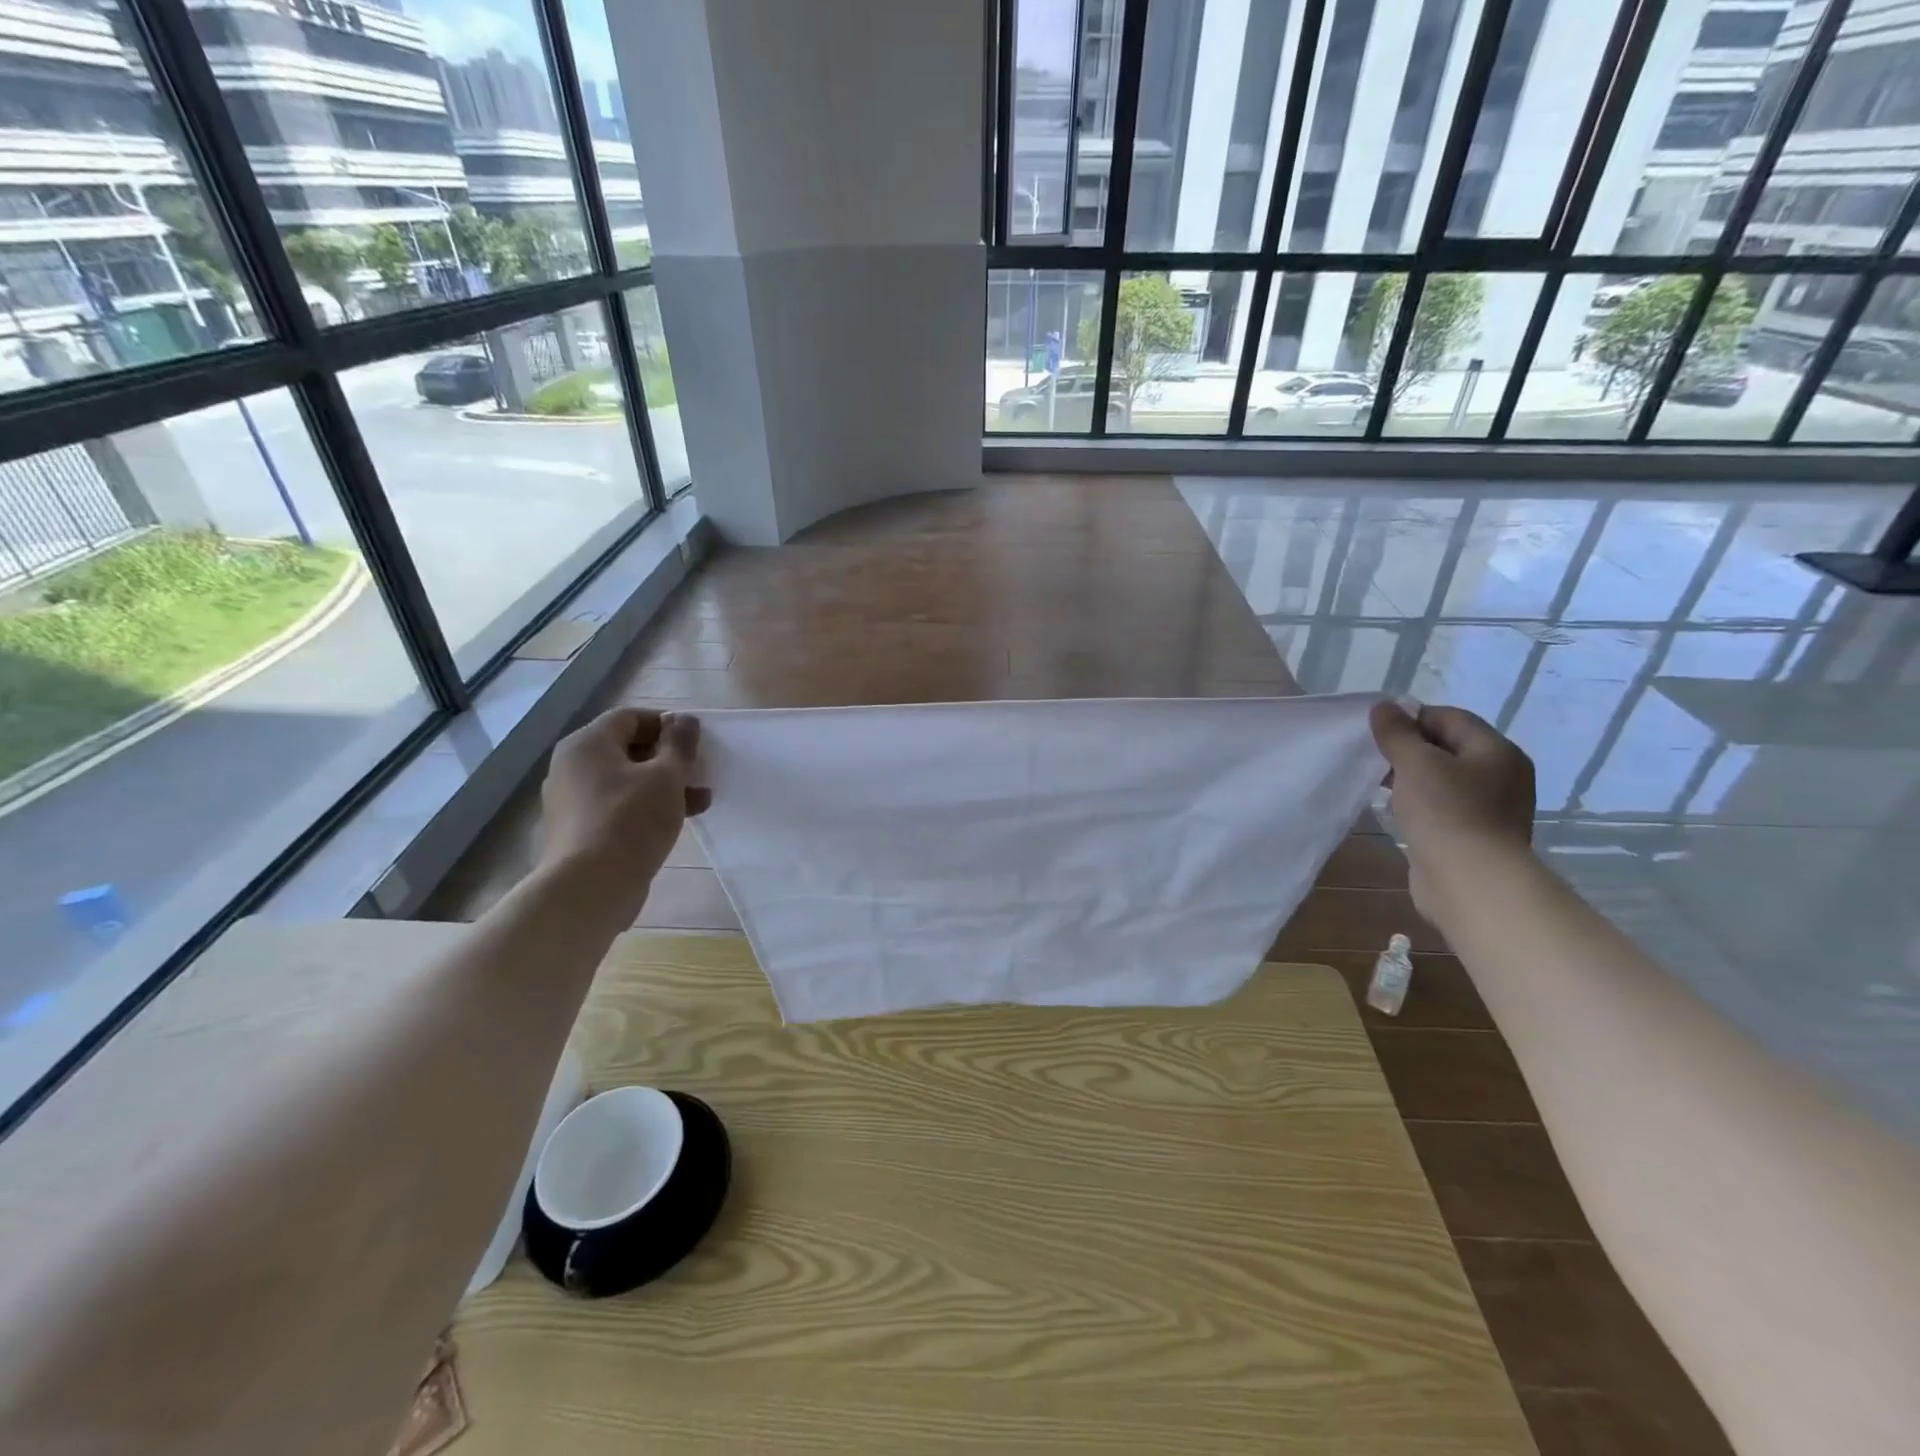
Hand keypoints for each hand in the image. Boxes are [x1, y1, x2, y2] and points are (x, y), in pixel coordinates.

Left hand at [538, 707, 710, 913]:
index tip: (696, 740)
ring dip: (664, 785)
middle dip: (669, 758)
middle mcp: (572, 766)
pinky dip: (646, 806)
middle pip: (627, 749)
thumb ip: (679, 744)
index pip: (630, 717)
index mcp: (587, 744)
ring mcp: (572, 800)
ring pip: (626, 780)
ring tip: (701, 800)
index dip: (667, 723)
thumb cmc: (630, 820)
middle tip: (700, 770)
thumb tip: (684, 720)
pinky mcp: (580, 830)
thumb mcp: (666, 777)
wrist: (590, 887)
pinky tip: (677, 821)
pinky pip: (618, 805)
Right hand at [1370, 700, 1534, 923]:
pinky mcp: (1474, 834)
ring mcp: (1491, 807)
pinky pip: (1443, 806)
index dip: (1411, 718)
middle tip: (1373, 755)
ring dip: (1411, 776)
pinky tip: (1396, 809)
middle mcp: (1501, 775)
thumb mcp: (1416, 763)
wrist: (1470, 881)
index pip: (1450, 718)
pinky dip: (1419, 802)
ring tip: (1378, 782)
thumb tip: (1384, 707)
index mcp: (1497, 751)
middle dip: (1409, 748)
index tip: (1376, 730)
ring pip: (1443, 778)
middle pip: (1448, 747)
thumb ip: (1397, 733)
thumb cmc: (1446, 812)